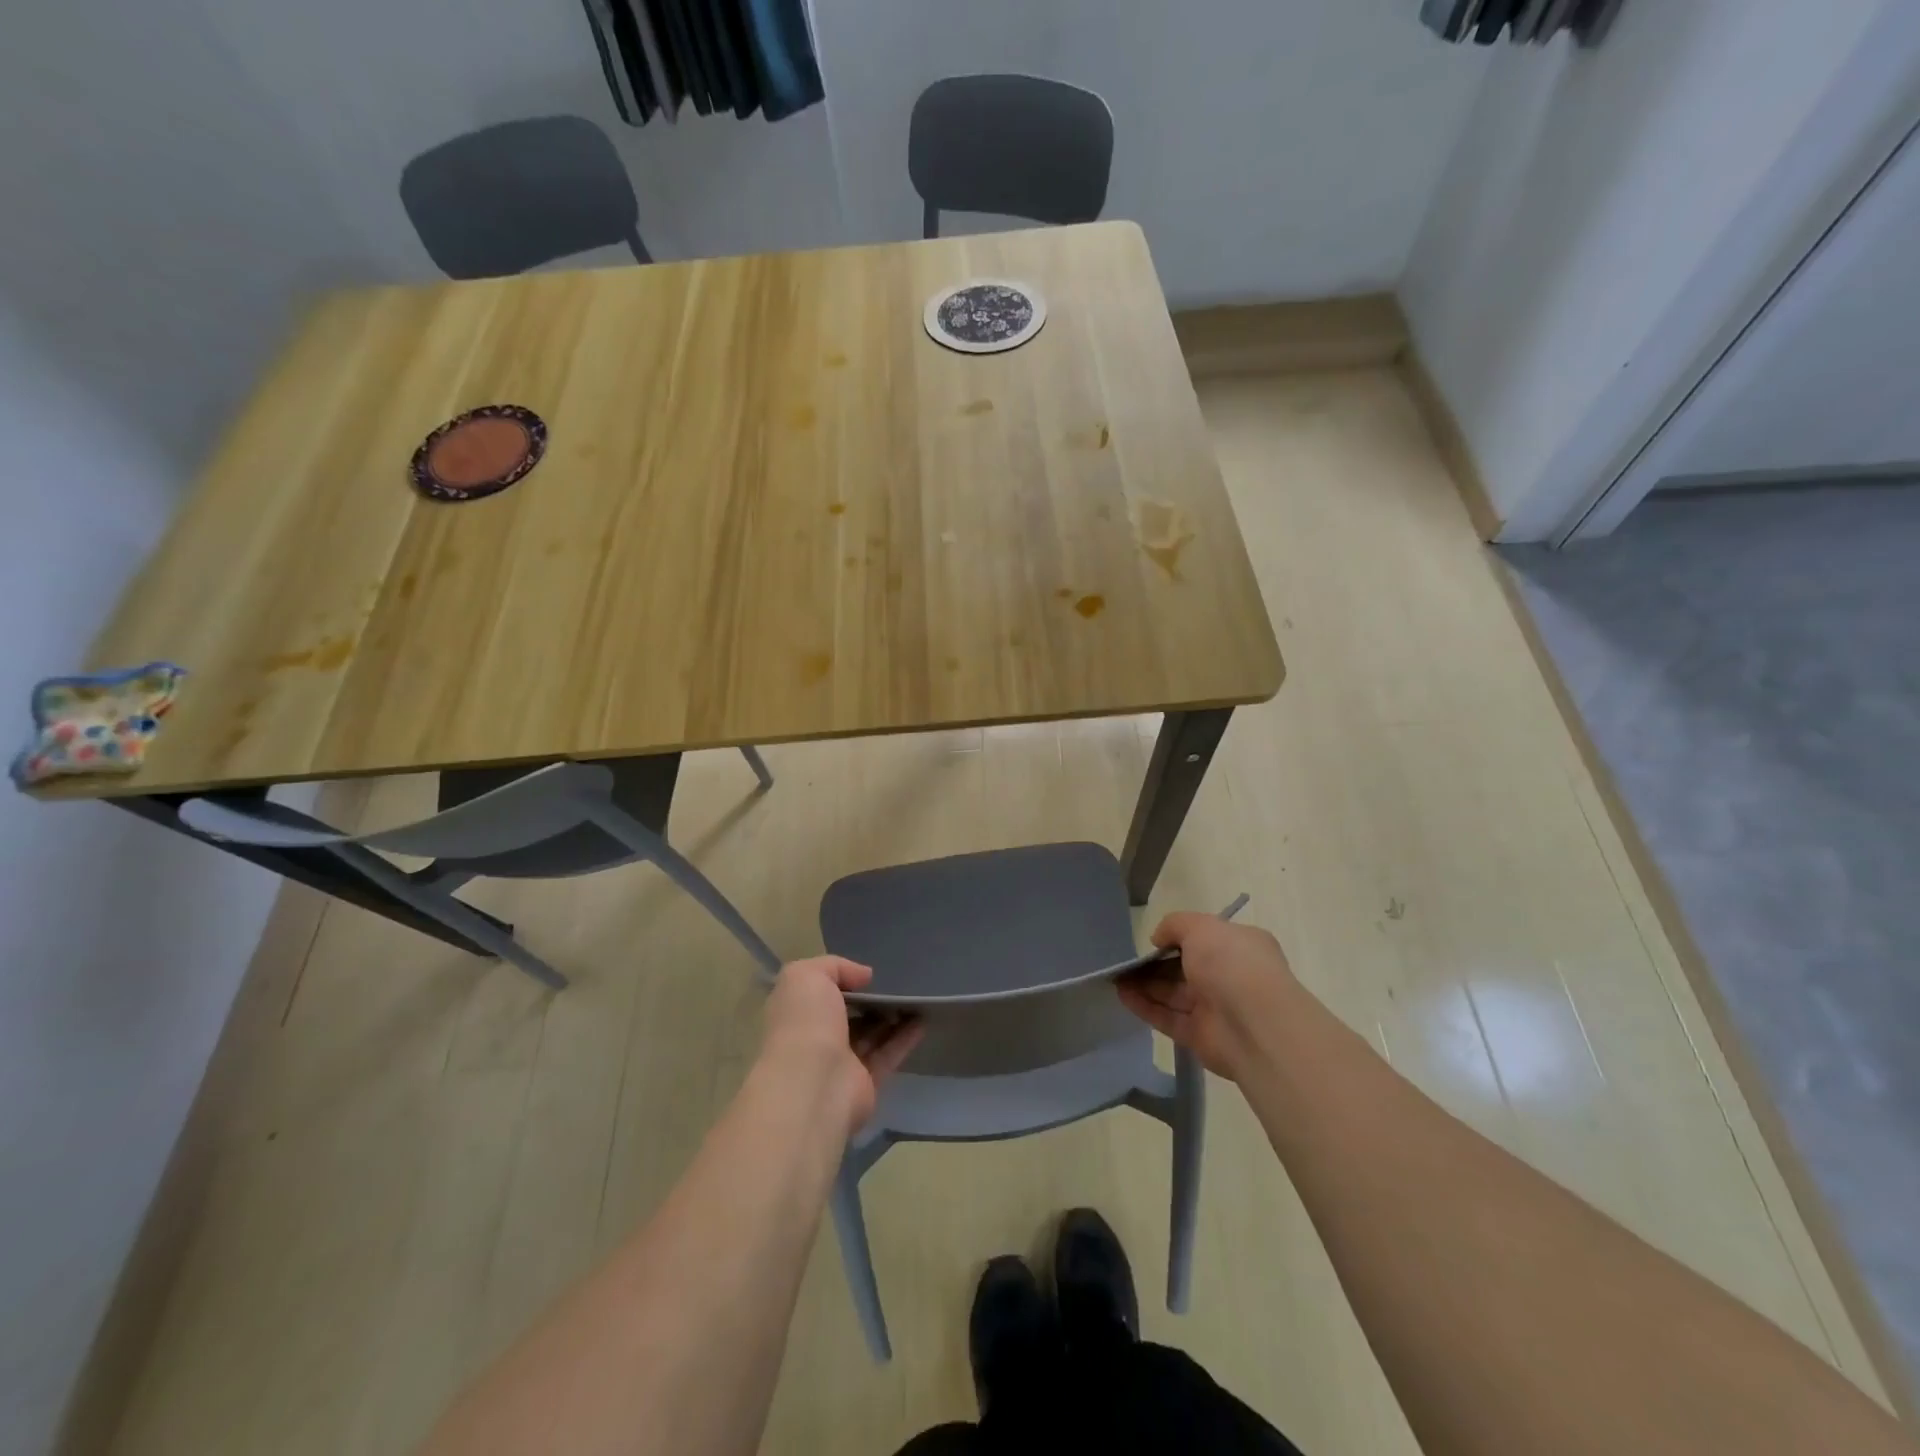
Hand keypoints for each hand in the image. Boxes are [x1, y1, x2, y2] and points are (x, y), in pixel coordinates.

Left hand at [758, 957, 922, 1135]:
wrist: (812, 1083)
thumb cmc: (804, 1022)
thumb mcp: (806, 976)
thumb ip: (835, 967)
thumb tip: (864, 976)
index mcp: (796, 1014)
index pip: (816, 994)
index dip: (838, 981)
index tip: (864, 973)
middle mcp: (814, 1039)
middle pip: (845, 1016)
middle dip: (867, 1001)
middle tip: (894, 983)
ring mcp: (839, 1064)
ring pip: (869, 1035)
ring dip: (890, 1017)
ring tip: (915, 997)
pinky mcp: (865, 1083)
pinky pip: (887, 1055)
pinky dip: (905, 1038)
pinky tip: (923, 1020)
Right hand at [1118, 912, 1299, 1080]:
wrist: (1255, 1025)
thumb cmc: (1231, 963)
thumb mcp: (1201, 927)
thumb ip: (1175, 925)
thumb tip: (1158, 939)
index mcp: (1239, 946)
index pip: (1206, 939)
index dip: (1177, 938)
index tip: (1153, 939)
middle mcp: (1229, 976)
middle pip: (1185, 968)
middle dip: (1155, 964)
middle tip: (1125, 960)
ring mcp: (1215, 1008)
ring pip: (1173, 994)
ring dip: (1144, 985)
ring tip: (1115, 976)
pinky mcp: (1200, 1036)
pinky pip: (1168, 1018)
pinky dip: (1145, 1006)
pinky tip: (1122, 995)